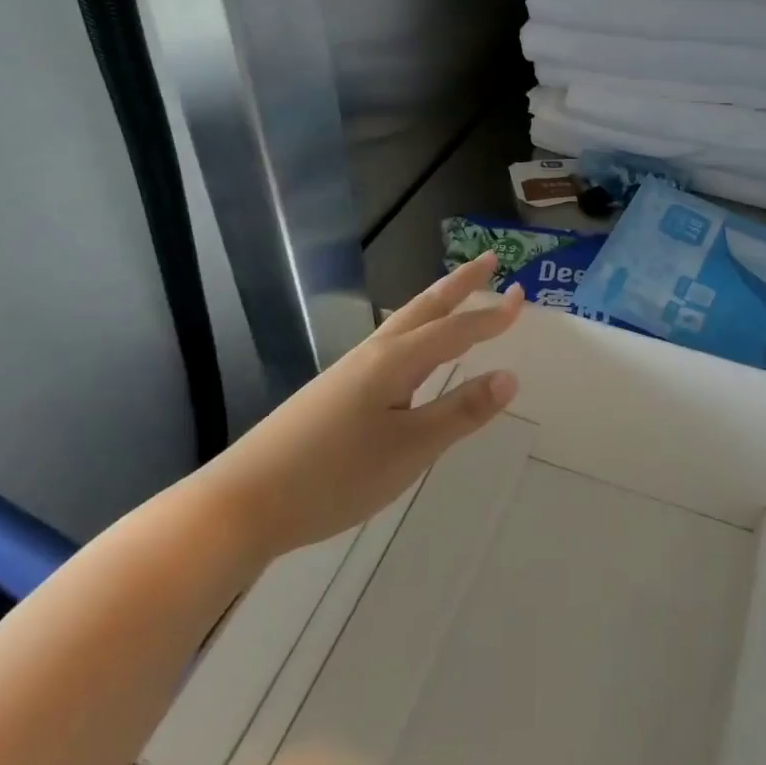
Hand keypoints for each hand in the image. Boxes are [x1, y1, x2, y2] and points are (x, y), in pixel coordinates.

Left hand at [207, 252, 522, 556]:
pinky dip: (414, 333)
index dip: (492, 317)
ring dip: (436, 305)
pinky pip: (388, 346)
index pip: (455, 331)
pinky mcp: (333, 392)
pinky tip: (410, 352)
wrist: (242, 503)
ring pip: (402, 325)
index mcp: (394, 362)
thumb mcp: (410, 449)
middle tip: (490, 261)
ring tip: (457, 297)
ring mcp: (348, 372)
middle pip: (424, 308)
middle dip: (460, 285)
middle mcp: (372, 355)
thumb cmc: (335, 476)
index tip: (523, 295)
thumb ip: (460, 412)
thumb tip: (510, 376)